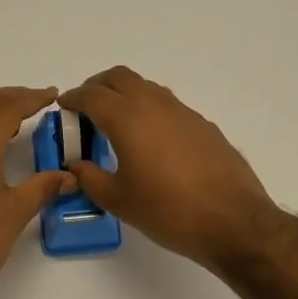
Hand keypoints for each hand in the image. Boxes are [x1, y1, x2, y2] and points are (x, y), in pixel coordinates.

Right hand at [59, 67, 277, 272]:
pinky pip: (167, 105)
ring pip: (146, 87)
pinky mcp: (203, 125)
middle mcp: (154, 105)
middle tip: (86, 108)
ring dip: (125, 95)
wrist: (234, 221)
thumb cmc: (168, 211)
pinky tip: (151, 141)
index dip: (73, 98)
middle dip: (98, 86)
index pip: (92, 95)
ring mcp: (182, 112)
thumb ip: (90, 178)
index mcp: (127, 119)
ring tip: (116, 123)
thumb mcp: (119, 200)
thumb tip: (75, 165)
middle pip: (119, 77)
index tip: (63, 107)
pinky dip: (149, 110)